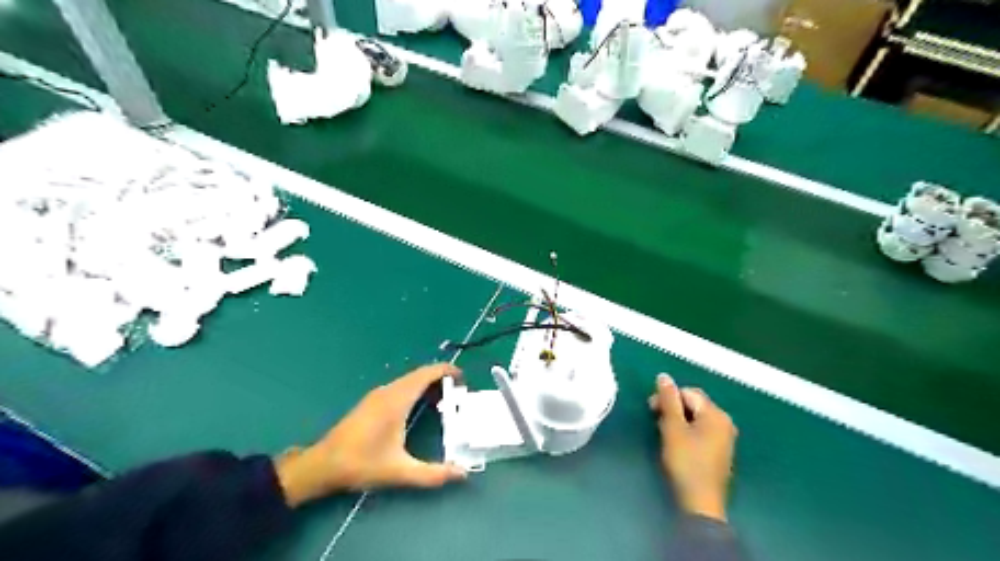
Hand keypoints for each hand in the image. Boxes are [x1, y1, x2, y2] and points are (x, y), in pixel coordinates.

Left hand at [271, 364, 468, 507]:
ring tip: (446, 403)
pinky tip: (421, 408)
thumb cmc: (361, 464)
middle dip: (442, 380)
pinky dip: (417, 390)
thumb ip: (432, 474)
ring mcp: (378, 394)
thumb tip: (462, 473)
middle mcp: (388, 391)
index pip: (426, 374)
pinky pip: (401, 387)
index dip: (447, 372)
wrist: (322, 465)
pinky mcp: (373, 401)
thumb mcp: (400, 471)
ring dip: (429, 385)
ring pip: (410, 380)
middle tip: (459, 395)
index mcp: (396, 400)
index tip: (464, 381)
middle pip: (421, 374)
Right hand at [654, 372, 736, 520]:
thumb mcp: (673, 428)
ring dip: (678, 420)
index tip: (651, 409)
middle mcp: (724, 422)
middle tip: (656, 421)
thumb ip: (669, 400)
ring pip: (696, 418)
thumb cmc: (686, 462)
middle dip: (673, 408)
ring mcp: (725, 438)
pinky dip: (687, 431)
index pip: (688, 392)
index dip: (667, 397)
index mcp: (716, 414)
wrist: (701, 503)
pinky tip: (676, 444)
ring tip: (664, 434)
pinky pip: (701, 431)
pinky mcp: (720, 451)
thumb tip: (663, 376)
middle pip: (694, 404)